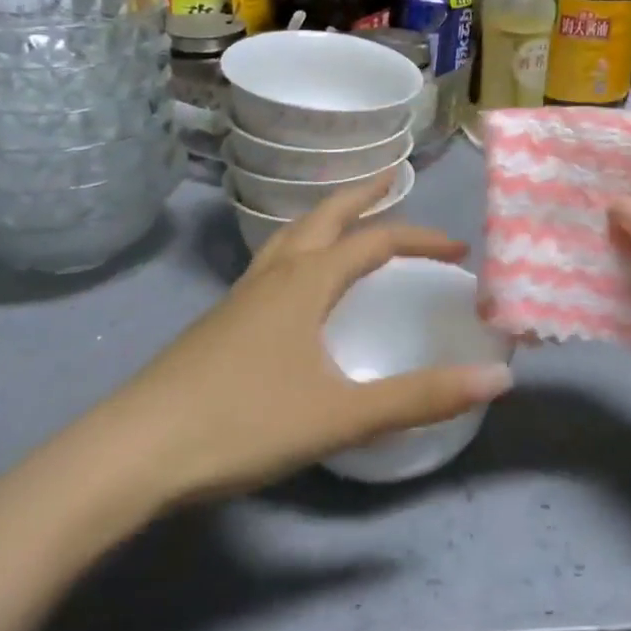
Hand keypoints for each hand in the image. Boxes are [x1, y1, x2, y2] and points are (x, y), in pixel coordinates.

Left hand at [101, 173, 513, 512]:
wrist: (131, 454)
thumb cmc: (242, 423)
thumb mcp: (341, 414)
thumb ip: (420, 397)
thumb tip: (499, 377)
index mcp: (307, 281)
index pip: (377, 242)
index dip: (422, 240)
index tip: (458, 251)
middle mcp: (275, 275)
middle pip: (325, 216)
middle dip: (362, 195)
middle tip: (391, 177)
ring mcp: (241, 296)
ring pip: (291, 236)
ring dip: (326, 217)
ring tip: (346, 217)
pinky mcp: (220, 322)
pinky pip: (271, 265)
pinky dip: (299, 250)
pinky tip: (296, 283)